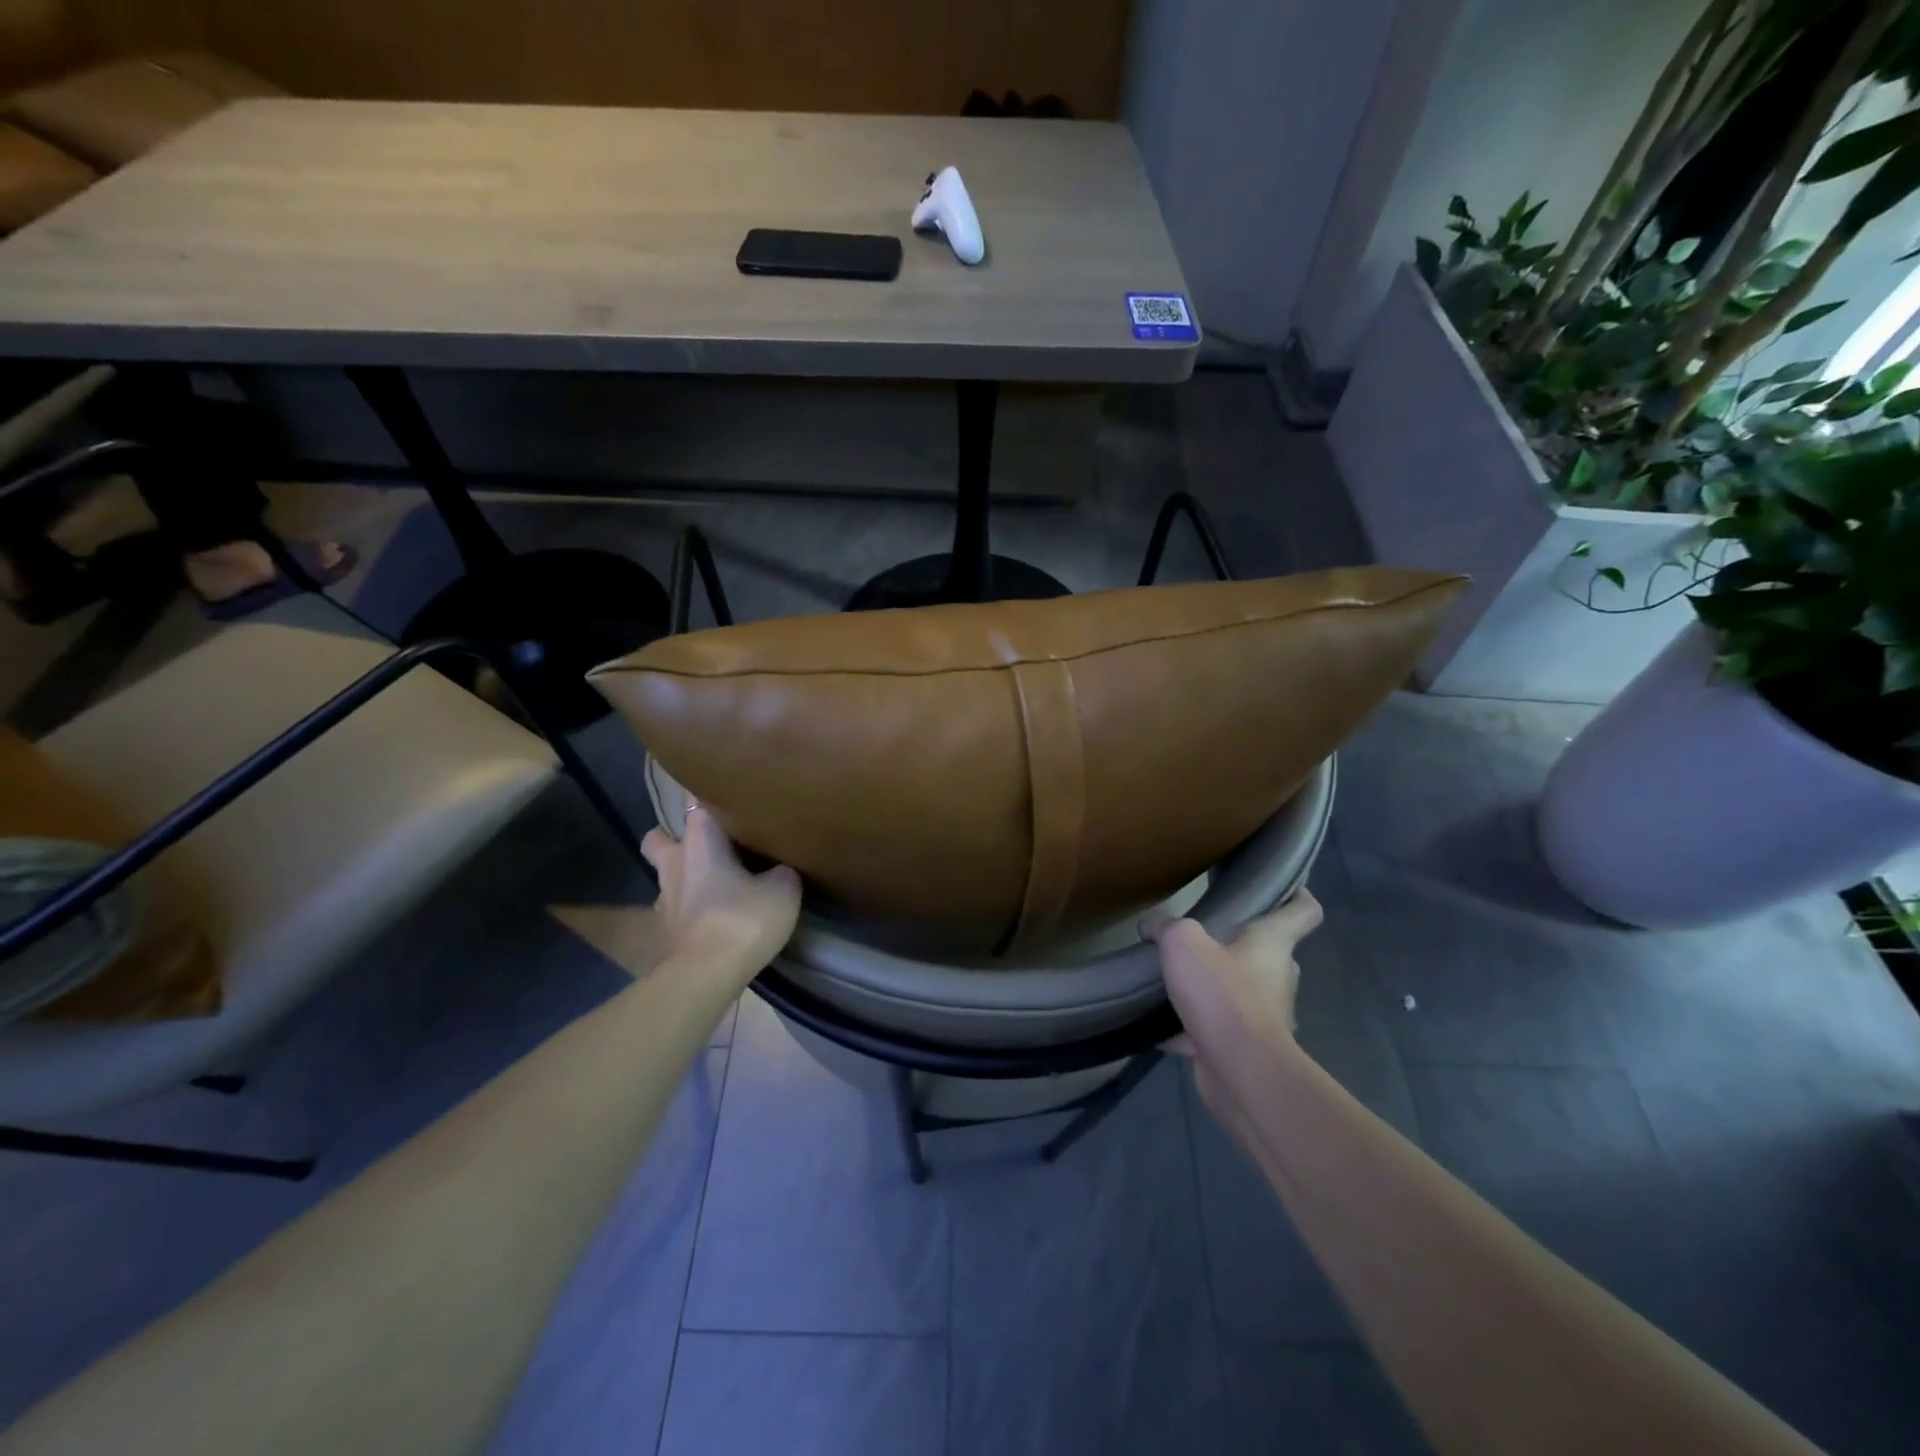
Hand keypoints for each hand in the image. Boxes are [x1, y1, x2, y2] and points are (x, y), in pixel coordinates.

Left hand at [642, 803, 801, 976]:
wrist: (704, 976)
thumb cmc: (742, 920)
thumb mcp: (784, 889)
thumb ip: (782, 870)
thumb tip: (779, 868)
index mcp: (700, 842)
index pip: (695, 803)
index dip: (707, 797)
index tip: (724, 798)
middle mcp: (674, 864)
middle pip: (659, 839)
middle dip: (677, 839)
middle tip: (708, 846)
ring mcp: (664, 901)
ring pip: (667, 877)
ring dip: (686, 878)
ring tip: (716, 886)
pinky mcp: (663, 933)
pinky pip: (676, 910)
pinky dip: (690, 910)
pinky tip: (714, 919)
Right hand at [1145, 891, 1323, 1107]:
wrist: (1240, 1070)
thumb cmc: (1222, 994)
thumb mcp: (1183, 943)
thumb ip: (1167, 928)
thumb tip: (1153, 926)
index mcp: (1272, 944)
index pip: (1303, 912)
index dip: (1298, 896)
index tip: (1286, 887)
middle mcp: (1276, 977)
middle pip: (1267, 953)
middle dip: (1238, 946)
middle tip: (1201, 938)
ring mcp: (1265, 1016)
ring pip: (1240, 993)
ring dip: (1214, 989)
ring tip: (1175, 981)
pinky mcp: (1246, 1048)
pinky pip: (1217, 1029)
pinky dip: (1191, 1028)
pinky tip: (1159, 1025)